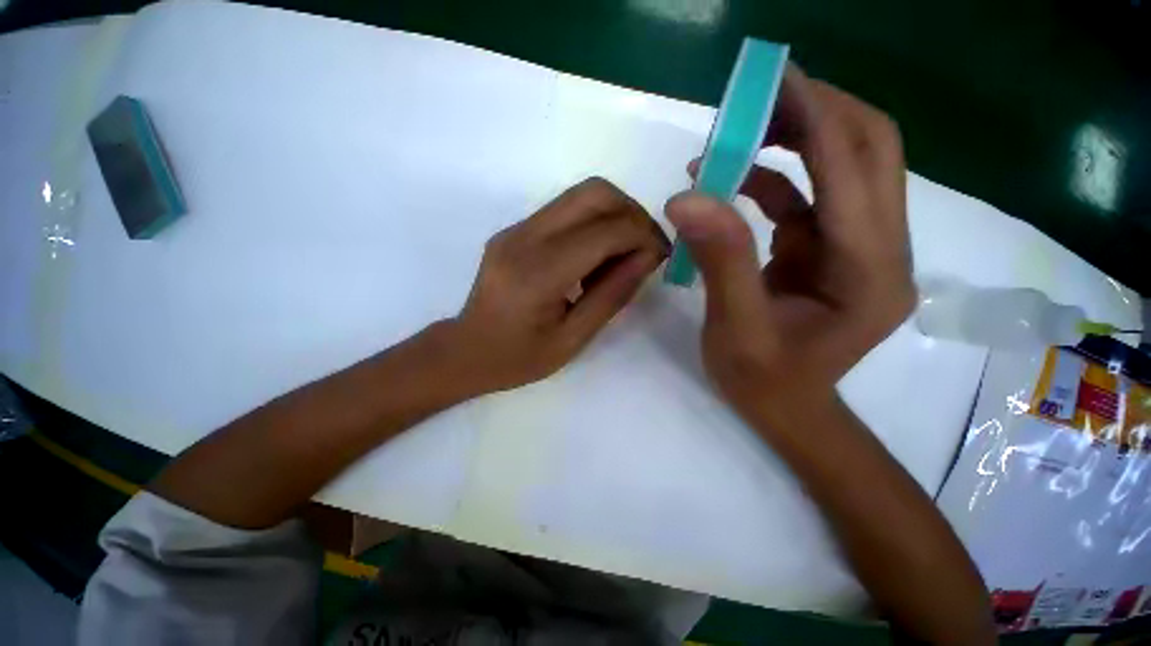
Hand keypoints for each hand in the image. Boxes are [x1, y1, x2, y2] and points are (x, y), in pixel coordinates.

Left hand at [448, 177, 668, 393]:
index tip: (661, 257)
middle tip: (645, 248)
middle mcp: (525, 237)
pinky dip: (593, 224)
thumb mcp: (573, 338)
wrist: (466, 350)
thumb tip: (648, 257)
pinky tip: (594, 259)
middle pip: (594, 192)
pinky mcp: (515, 229)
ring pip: (580, 194)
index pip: (606, 230)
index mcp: (538, 272)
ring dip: (614, 216)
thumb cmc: (519, 357)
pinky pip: (565, 211)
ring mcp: (516, 228)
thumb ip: (612, 295)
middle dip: (632, 213)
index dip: (644, 236)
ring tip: (622, 256)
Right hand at [665, 66, 914, 423]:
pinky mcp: (832, 250)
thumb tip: (688, 198)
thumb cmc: (764, 381)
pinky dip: (773, 179)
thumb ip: (720, 261)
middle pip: (869, 150)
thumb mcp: (736, 328)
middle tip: (757, 98)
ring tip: (734, 135)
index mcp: (869, 272)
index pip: (854, 170)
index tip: (775, 79)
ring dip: (794, 140)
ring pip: (843, 167)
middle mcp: (881, 250)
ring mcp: (859, 247)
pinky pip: (809, 197)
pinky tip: (730, 182)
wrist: (786, 409)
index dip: (817, 117)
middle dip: (817, 112)